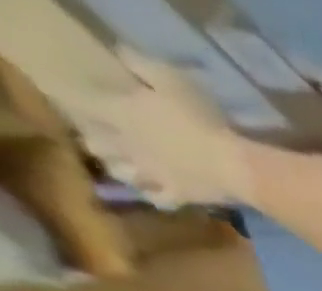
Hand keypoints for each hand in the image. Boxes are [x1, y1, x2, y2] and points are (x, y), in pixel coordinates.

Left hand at [80, 51, 245, 206]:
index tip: (82, 99)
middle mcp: (128, 145)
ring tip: (125, 168)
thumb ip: (141, 65)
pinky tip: (155, 193)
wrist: (237, 167)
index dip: (80, 101)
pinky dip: (153, 196)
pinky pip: (159, 199)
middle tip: (102, 138)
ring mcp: (153, 174)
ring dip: (121, 169)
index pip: (85, 104)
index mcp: (121, 113)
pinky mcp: (178, 195)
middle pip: (97, 145)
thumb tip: (123, 55)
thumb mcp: (171, 80)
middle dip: (97, 140)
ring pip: (123, 173)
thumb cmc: (203, 121)